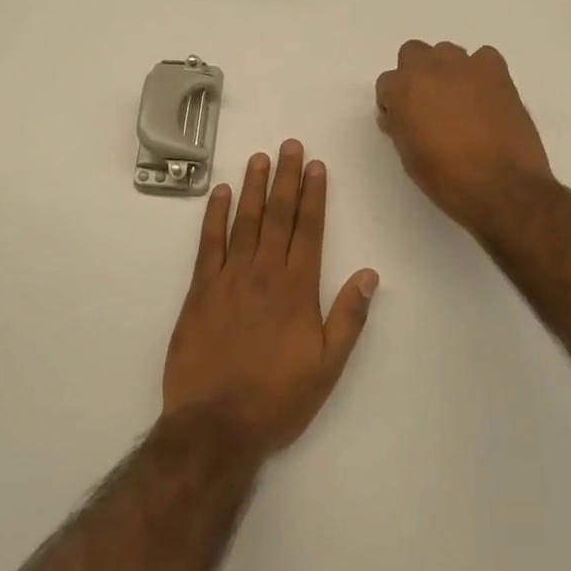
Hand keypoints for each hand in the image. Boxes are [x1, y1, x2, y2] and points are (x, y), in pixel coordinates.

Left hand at [162, 141, 378, 456]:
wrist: (216, 425)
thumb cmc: (278, 398)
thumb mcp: (328, 366)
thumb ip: (348, 317)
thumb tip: (370, 274)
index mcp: (298, 289)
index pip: (310, 229)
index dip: (314, 195)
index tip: (316, 166)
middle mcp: (265, 273)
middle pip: (278, 215)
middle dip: (286, 178)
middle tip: (290, 145)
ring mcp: (230, 278)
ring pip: (245, 221)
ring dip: (253, 187)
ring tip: (260, 157)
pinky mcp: (200, 290)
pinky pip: (209, 243)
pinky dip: (215, 215)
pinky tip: (221, 193)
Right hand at [374, 41, 553, 238]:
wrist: (502, 187)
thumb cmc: (447, 178)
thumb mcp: (409, 155)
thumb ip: (400, 125)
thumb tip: (399, 115)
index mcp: (403, 90)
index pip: (387, 83)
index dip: (393, 103)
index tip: (403, 121)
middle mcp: (430, 68)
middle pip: (413, 53)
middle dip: (415, 75)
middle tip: (427, 104)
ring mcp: (466, 65)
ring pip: (447, 53)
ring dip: (447, 71)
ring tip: (459, 101)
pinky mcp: (497, 71)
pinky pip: (483, 57)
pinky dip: (481, 72)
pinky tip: (485, 96)